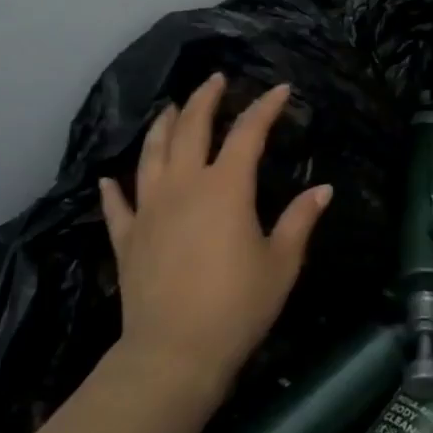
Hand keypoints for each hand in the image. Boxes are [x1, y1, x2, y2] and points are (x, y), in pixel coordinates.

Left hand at [100, 74, 331, 396]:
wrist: (174, 352)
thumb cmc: (237, 306)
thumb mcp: (281, 263)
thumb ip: (300, 221)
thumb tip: (323, 189)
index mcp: (225, 187)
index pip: (247, 133)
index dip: (264, 108)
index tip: (279, 90)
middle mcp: (184, 186)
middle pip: (190, 129)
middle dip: (204, 100)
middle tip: (215, 80)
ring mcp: (149, 209)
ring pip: (151, 154)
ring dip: (162, 126)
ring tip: (169, 109)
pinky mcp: (127, 238)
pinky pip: (117, 205)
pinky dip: (114, 189)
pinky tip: (110, 179)